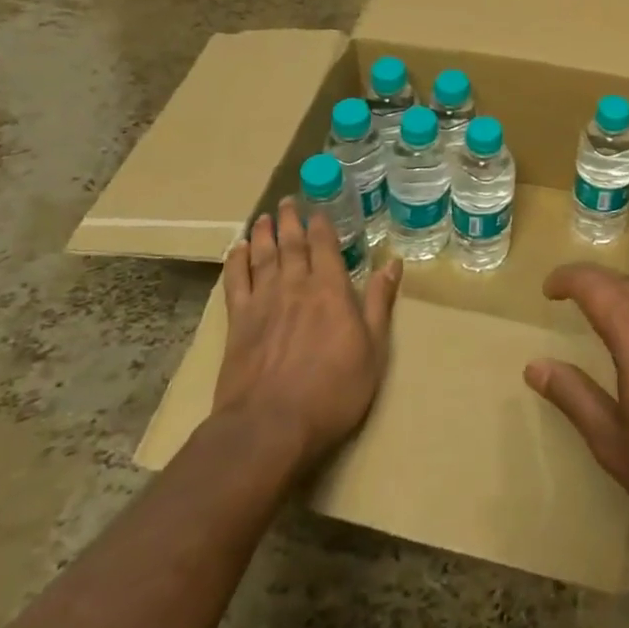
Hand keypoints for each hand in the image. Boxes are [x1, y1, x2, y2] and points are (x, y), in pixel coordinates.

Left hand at [213, 198, 401, 474]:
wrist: (270, 426)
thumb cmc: (333, 390)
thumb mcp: (373, 349)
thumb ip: (380, 303)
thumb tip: (393, 262)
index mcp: (330, 289)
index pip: (325, 245)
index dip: (321, 224)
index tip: (318, 208)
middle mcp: (295, 285)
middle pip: (291, 244)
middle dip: (290, 220)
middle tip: (288, 201)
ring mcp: (263, 302)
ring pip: (263, 256)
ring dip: (264, 233)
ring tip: (264, 217)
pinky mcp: (237, 323)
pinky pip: (235, 282)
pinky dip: (236, 262)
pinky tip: (238, 250)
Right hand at [524, 264, 628, 549]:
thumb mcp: (617, 446)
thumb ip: (575, 398)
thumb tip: (536, 365)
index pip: (593, 283)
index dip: (566, 279)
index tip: (548, 289)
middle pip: (622, 283)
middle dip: (591, 284)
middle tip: (568, 298)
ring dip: (621, 299)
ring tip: (602, 321)